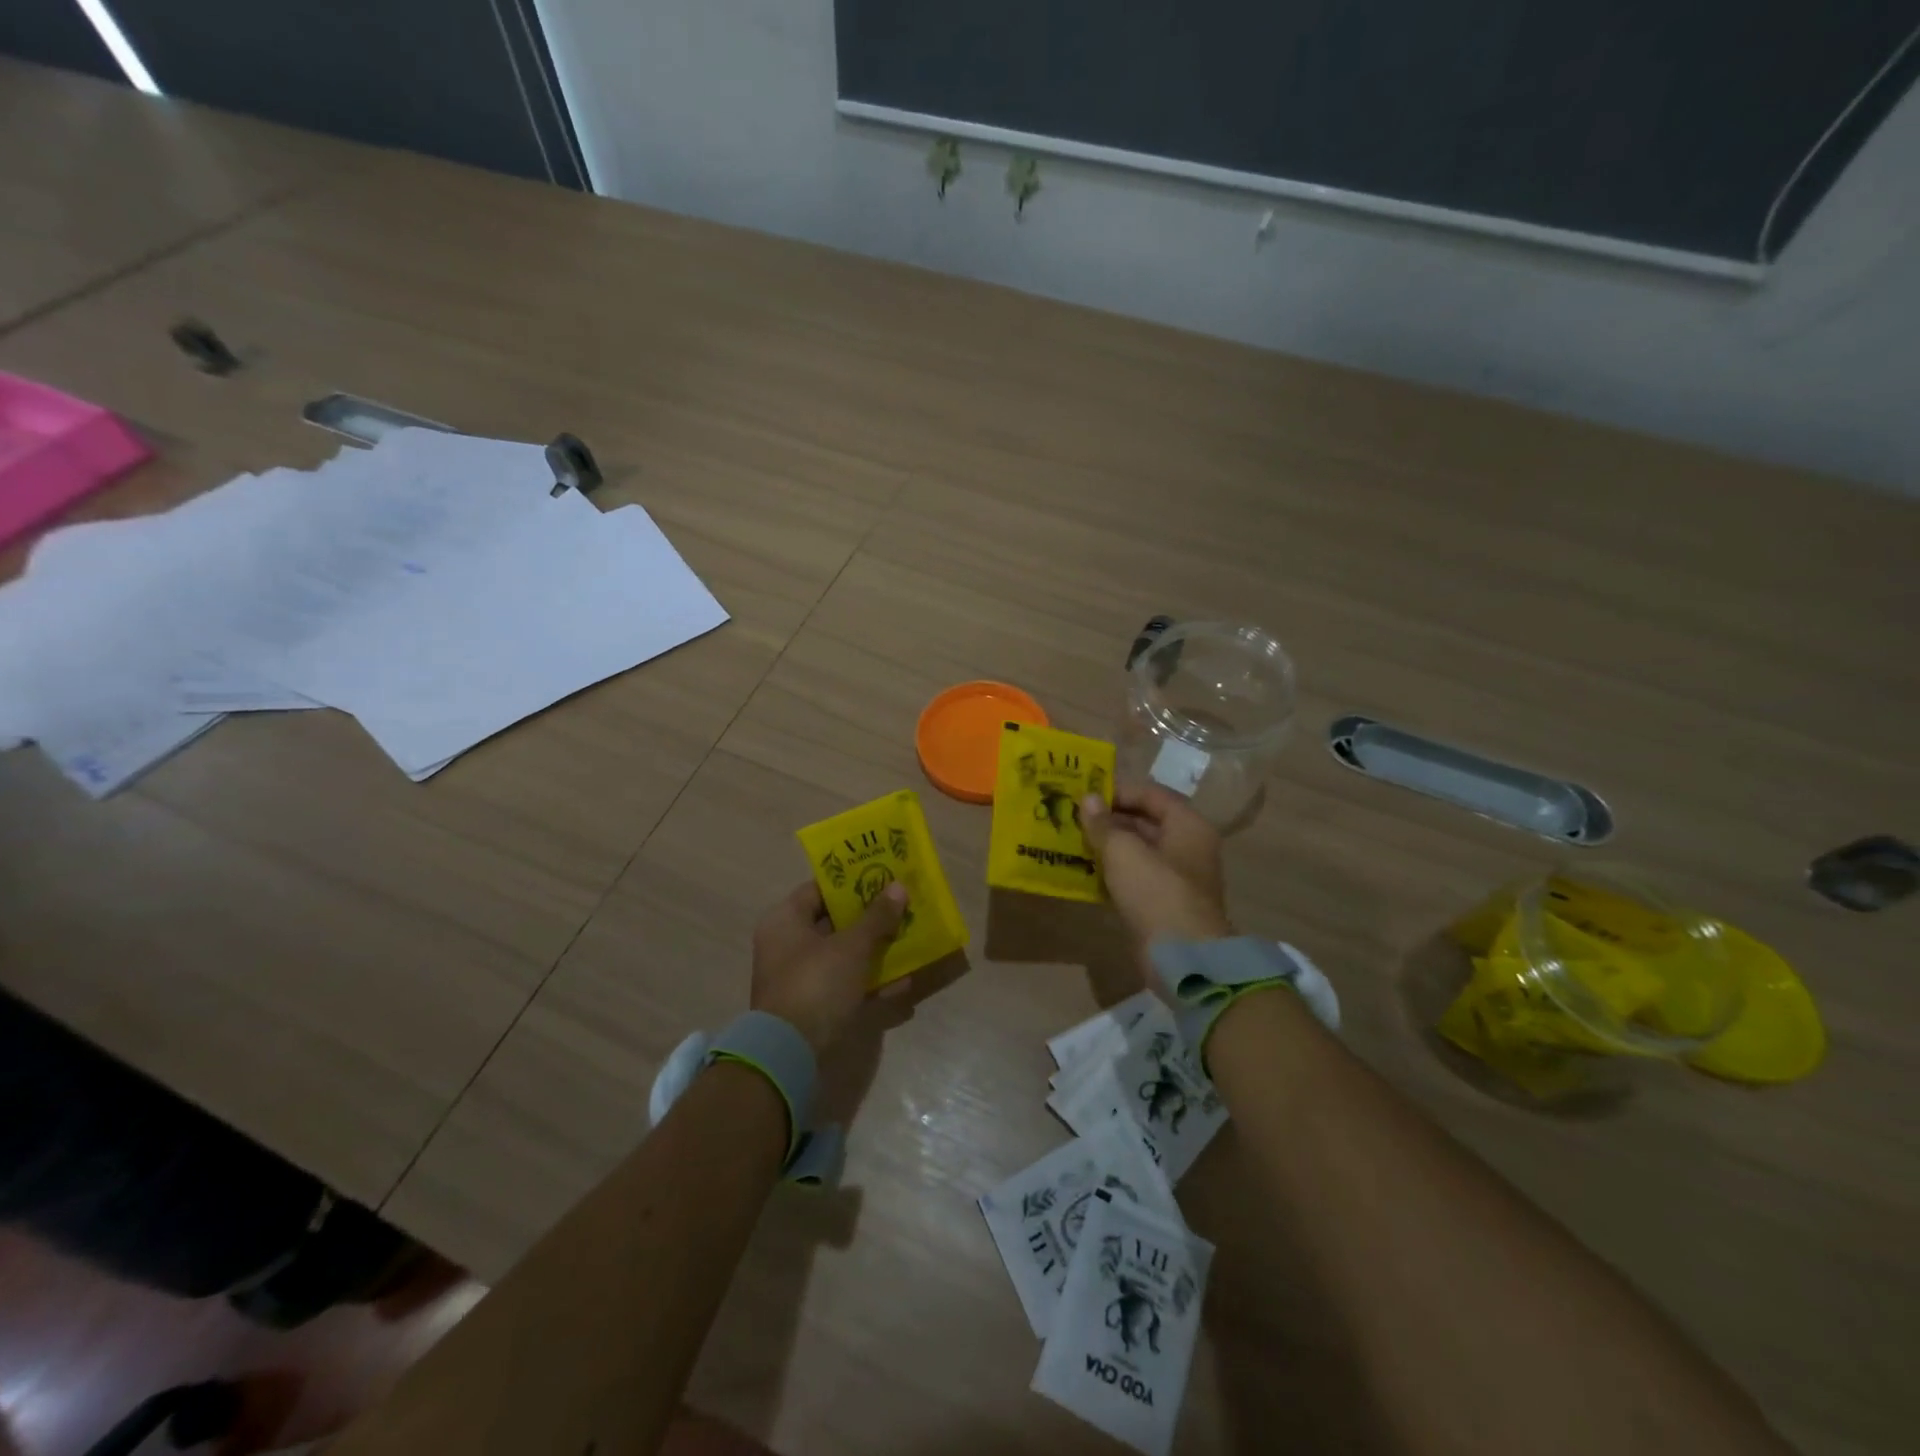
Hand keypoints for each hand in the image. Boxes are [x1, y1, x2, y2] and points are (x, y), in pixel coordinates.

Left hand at [751, 879, 908, 1054]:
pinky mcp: (811, 1006)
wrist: (789, 1055)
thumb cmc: (816, 985)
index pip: (819, 889)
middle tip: (903, 907)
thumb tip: (898, 886)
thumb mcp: (852, 947)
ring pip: (843, 955)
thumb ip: (877, 917)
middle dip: (870, 918)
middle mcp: (786, 945)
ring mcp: (798, 978)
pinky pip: (845, 985)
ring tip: (910, 941)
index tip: (884, 877)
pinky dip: (870, 983)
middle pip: (834, 922)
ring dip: (874, 951)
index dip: (852, 882)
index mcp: (785, 920)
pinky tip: (903, 984)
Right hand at [1081, 784, 1231, 946]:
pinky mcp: (1162, 903)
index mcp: (1187, 825)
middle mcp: (1187, 846)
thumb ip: (1103, 824)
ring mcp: (1176, 877)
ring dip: (1107, 845)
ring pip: (1137, 851)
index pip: (1151, 793)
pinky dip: (1112, 871)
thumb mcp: (1124, 852)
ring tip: (1071, 840)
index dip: (1118, 790)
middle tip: (1072, 817)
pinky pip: (1134, 877)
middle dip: (1109, 819)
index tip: (1084, 794)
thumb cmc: (1156, 893)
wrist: (1182, 958)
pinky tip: (1083, 870)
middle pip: (1145, 821)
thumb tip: (1088, 798)